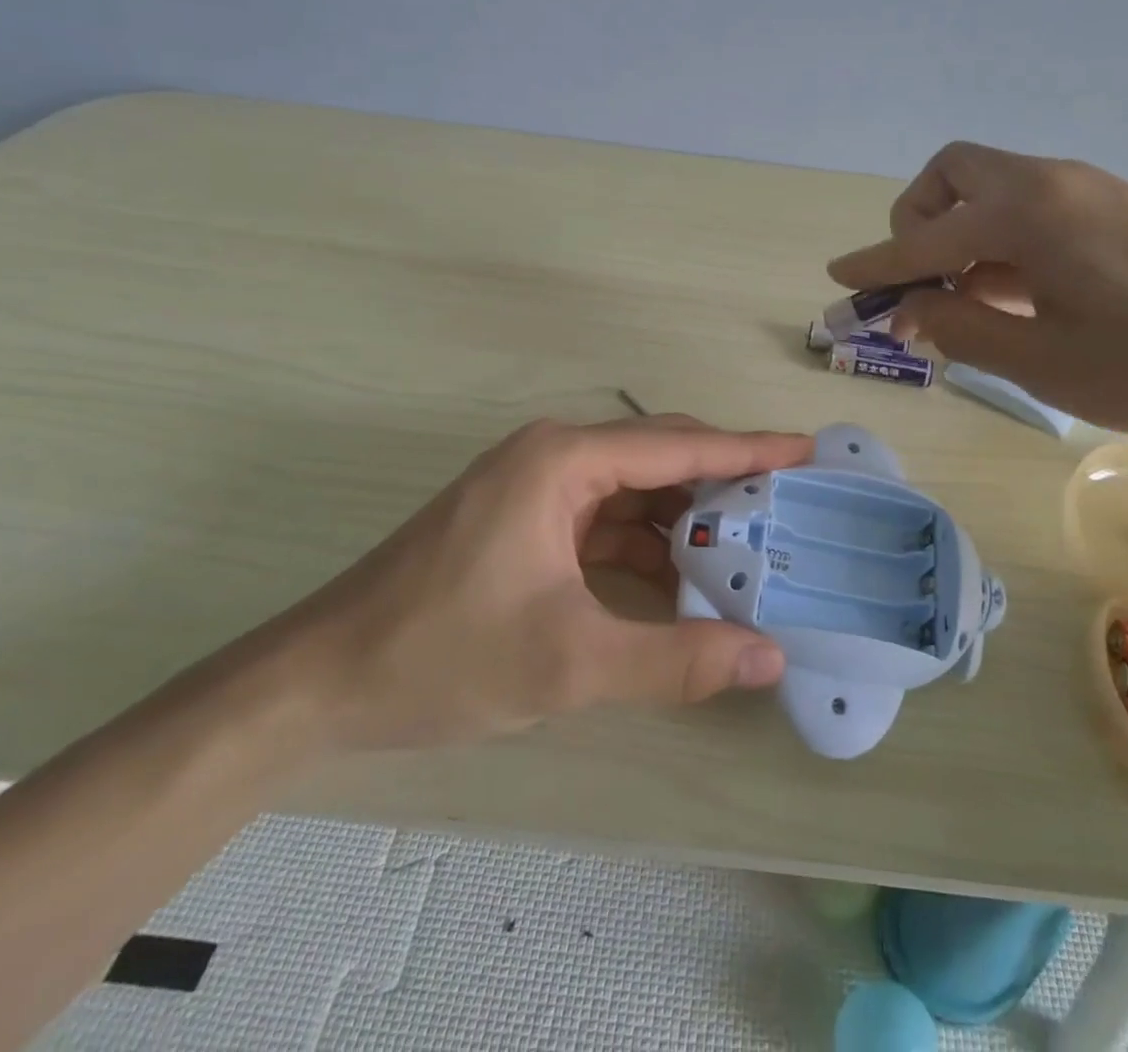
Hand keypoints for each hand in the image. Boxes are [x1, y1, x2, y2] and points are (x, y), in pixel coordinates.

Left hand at [276, 416, 812, 749]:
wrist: (319, 683)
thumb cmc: (441, 655)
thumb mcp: (569, 662)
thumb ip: (676, 660)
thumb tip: (770, 657)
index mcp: (563, 460)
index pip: (678, 444)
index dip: (749, 447)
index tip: (808, 449)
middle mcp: (553, 457)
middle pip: (659, 458)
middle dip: (724, 482)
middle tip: (790, 507)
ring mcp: (535, 490)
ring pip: (633, 492)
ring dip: (685, 520)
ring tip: (749, 547)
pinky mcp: (524, 524)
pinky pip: (604, 522)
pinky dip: (646, 547)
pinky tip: (681, 581)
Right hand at [828, 142, 1127, 434]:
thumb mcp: (1047, 362)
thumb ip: (964, 329)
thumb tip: (907, 310)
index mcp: (1026, 214)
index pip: (924, 237)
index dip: (876, 263)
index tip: (838, 278)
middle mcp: (1050, 183)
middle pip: (951, 176)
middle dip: (917, 224)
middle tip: (921, 285)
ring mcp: (1088, 189)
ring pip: (992, 189)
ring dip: (960, 234)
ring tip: (969, 302)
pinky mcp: (1116, 206)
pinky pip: (1030, 206)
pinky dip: (1000, 239)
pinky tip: (1019, 293)